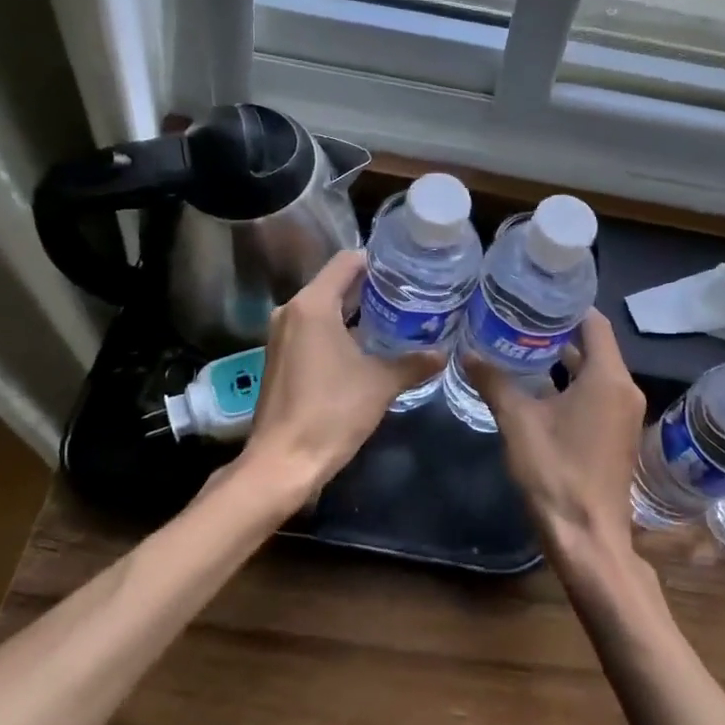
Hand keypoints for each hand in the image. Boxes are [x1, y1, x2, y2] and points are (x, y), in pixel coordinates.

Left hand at [237, 250, 441, 504]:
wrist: (282, 463)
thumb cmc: (331, 413)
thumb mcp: (381, 384)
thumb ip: (414, 363)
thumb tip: (444, 353)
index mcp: (312, 305)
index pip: (347, 262)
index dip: (378, 261)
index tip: (407, 271)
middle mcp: (291, 311)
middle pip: (335, 283)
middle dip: (371, 288)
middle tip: (409, 294)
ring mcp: (282, 336)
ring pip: (324, 308)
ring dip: (356, 311)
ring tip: (395, 318)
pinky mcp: (280, 358)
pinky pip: (313, 329)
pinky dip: (339, 330)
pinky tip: (367, 347)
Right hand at [468, 308, 646, 558]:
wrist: (589, 540)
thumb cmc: (556, 473)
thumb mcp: (518, 422)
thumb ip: (494, 382)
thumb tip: (467, 352)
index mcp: (608, 378)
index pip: (594, 323)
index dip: (567, 307)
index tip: (536, 296)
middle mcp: (625, 389)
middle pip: (595, 346)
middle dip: (558, 332)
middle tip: (520, 318)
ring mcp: (624, 414)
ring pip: (595, 372)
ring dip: (564, 360)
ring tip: (522, 346)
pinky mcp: (617, 434)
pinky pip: (597, 394)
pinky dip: (572, 384)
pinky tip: (538, 387)